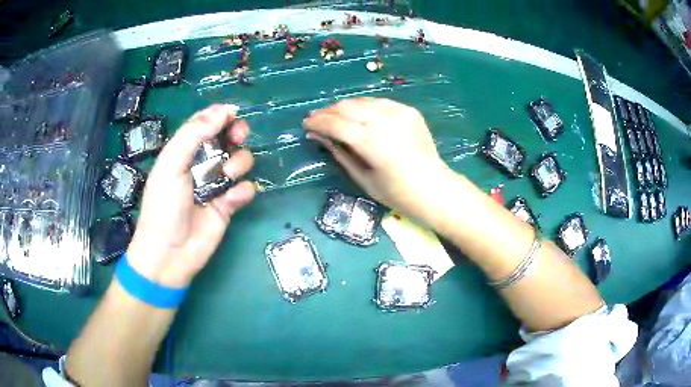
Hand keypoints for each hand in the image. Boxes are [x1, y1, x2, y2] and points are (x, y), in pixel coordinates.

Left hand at [126, 104, 254, 287]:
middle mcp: (202, 164)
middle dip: (236, 134)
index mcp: (184, 151)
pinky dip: (243, 191)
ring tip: (226, 177)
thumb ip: (194, 133)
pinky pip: (245, 189)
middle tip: (237, 137)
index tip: (232, 115)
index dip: (220, 116)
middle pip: (227, 138)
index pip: (205, 124)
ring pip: (240, 161)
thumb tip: (225, 109)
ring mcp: (216, 185)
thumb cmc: (164, 206)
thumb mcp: (171, 164)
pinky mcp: (228, 205)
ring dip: (239, 164)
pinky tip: (231, 200)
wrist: (170, 253)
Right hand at [303, 98, 449, 219]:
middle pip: (347, 107)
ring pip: (362, 101)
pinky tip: (360, 115)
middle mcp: (384, 120)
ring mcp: (398, 112)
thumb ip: (339, 153)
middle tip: (317, 119)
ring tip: (335, 116)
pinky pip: (379, 103)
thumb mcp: (362, 177)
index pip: (335, 123)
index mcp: (371, 142)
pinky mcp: (409, 110)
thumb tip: (317, 136)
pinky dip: (365, 107)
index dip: (317, 122)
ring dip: (345, 107)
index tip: (306, 124)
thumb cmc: (396, 193)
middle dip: (328, 112)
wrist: (435, 188)